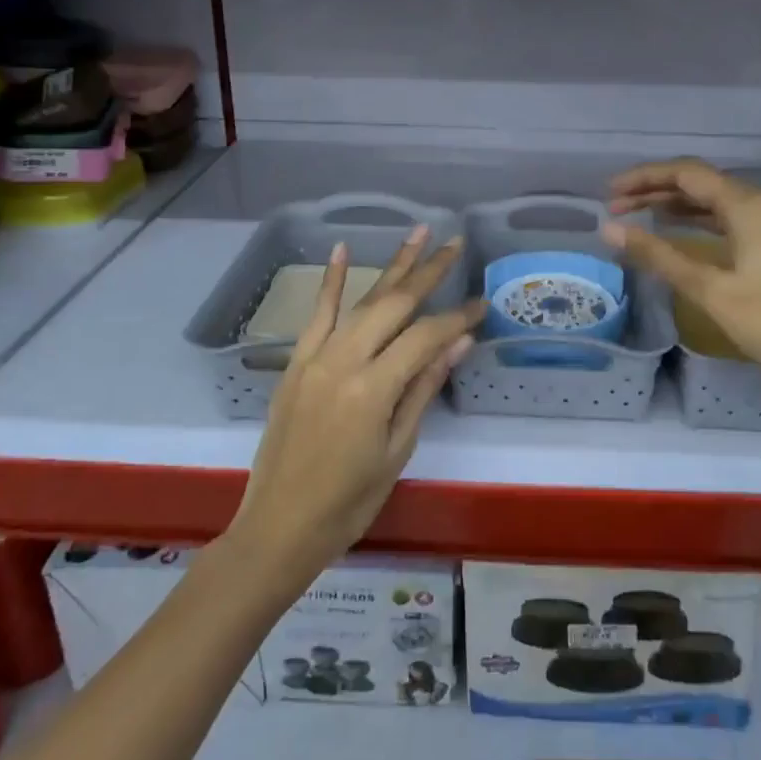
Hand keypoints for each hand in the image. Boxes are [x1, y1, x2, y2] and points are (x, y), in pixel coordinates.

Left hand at [229, 230, 483, 585]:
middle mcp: (343, 361)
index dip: (457, 318)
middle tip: (455, 244)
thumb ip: (425, 388)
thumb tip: (460, 342)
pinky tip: (344, 249)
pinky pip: (317, 314)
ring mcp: (315, 357)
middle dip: (428, 272)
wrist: (279, 526)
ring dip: (393, 266)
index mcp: (373, 389)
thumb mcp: (398, 449)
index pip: (425, 337)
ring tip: (418, 233)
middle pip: (394, 304)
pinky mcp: (296, 362)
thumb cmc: (349, 501)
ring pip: (362, 301)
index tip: (482, 304)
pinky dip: (332, 281)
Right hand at [603, 160, 760, 394]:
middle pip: (700, 184)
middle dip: (656, 192)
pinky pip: (731, 219)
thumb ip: (659, 255)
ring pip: (716, 201)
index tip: (609, 194)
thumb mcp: (710, 289)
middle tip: (616, 208)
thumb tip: (609, 229)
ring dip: (677, 206)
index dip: (644, 178)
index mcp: (747, 204)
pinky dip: (700, 221)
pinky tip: (681, 231)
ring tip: (639, 216)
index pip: (686, 174)